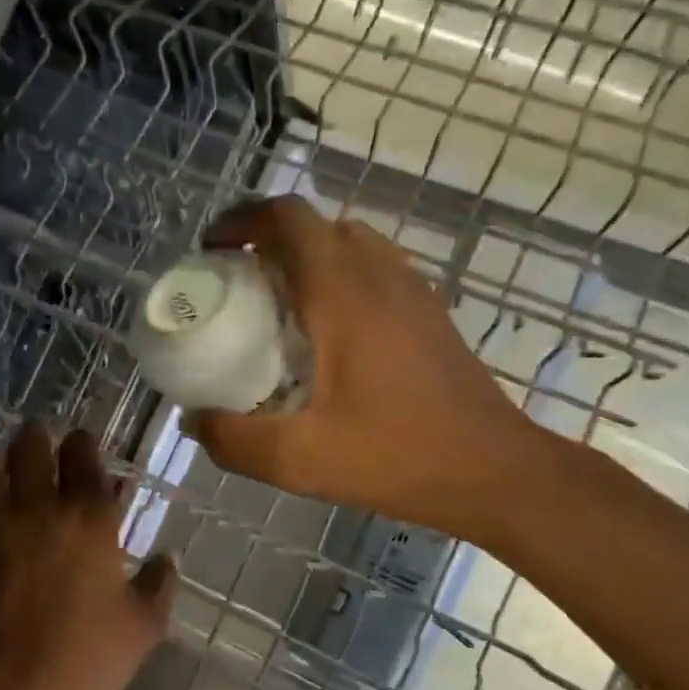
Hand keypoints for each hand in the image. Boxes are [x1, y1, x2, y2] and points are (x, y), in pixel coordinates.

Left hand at [0, 422, 176, 689]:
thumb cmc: (91, 656)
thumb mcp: (144, 623)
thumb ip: (160, 582)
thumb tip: (170, 556)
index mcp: (89, 517)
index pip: (83, 457)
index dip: (82, 441)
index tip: (82, 438)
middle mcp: (39, 509)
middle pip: (32, 449)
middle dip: (37, 434)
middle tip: (39, 431)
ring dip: (2, 456)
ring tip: (5, 454)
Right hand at [185, 196, 548, 541]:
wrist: (495, 471)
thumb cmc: (398, 456)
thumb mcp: (300, 460)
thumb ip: (234, 440)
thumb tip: (193, 421)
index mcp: (343, 293)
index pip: (288, 218)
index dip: (242, 219)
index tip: (211, 250)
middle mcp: (379, 275)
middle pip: (315, 226)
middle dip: (266, 240)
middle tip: (235, 284)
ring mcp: (412, 290)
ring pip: (347, 244)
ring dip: (304, 257)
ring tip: (275, 305)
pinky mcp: (429, 313)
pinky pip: (372, 269)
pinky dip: (336, 278)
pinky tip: (325, 336)